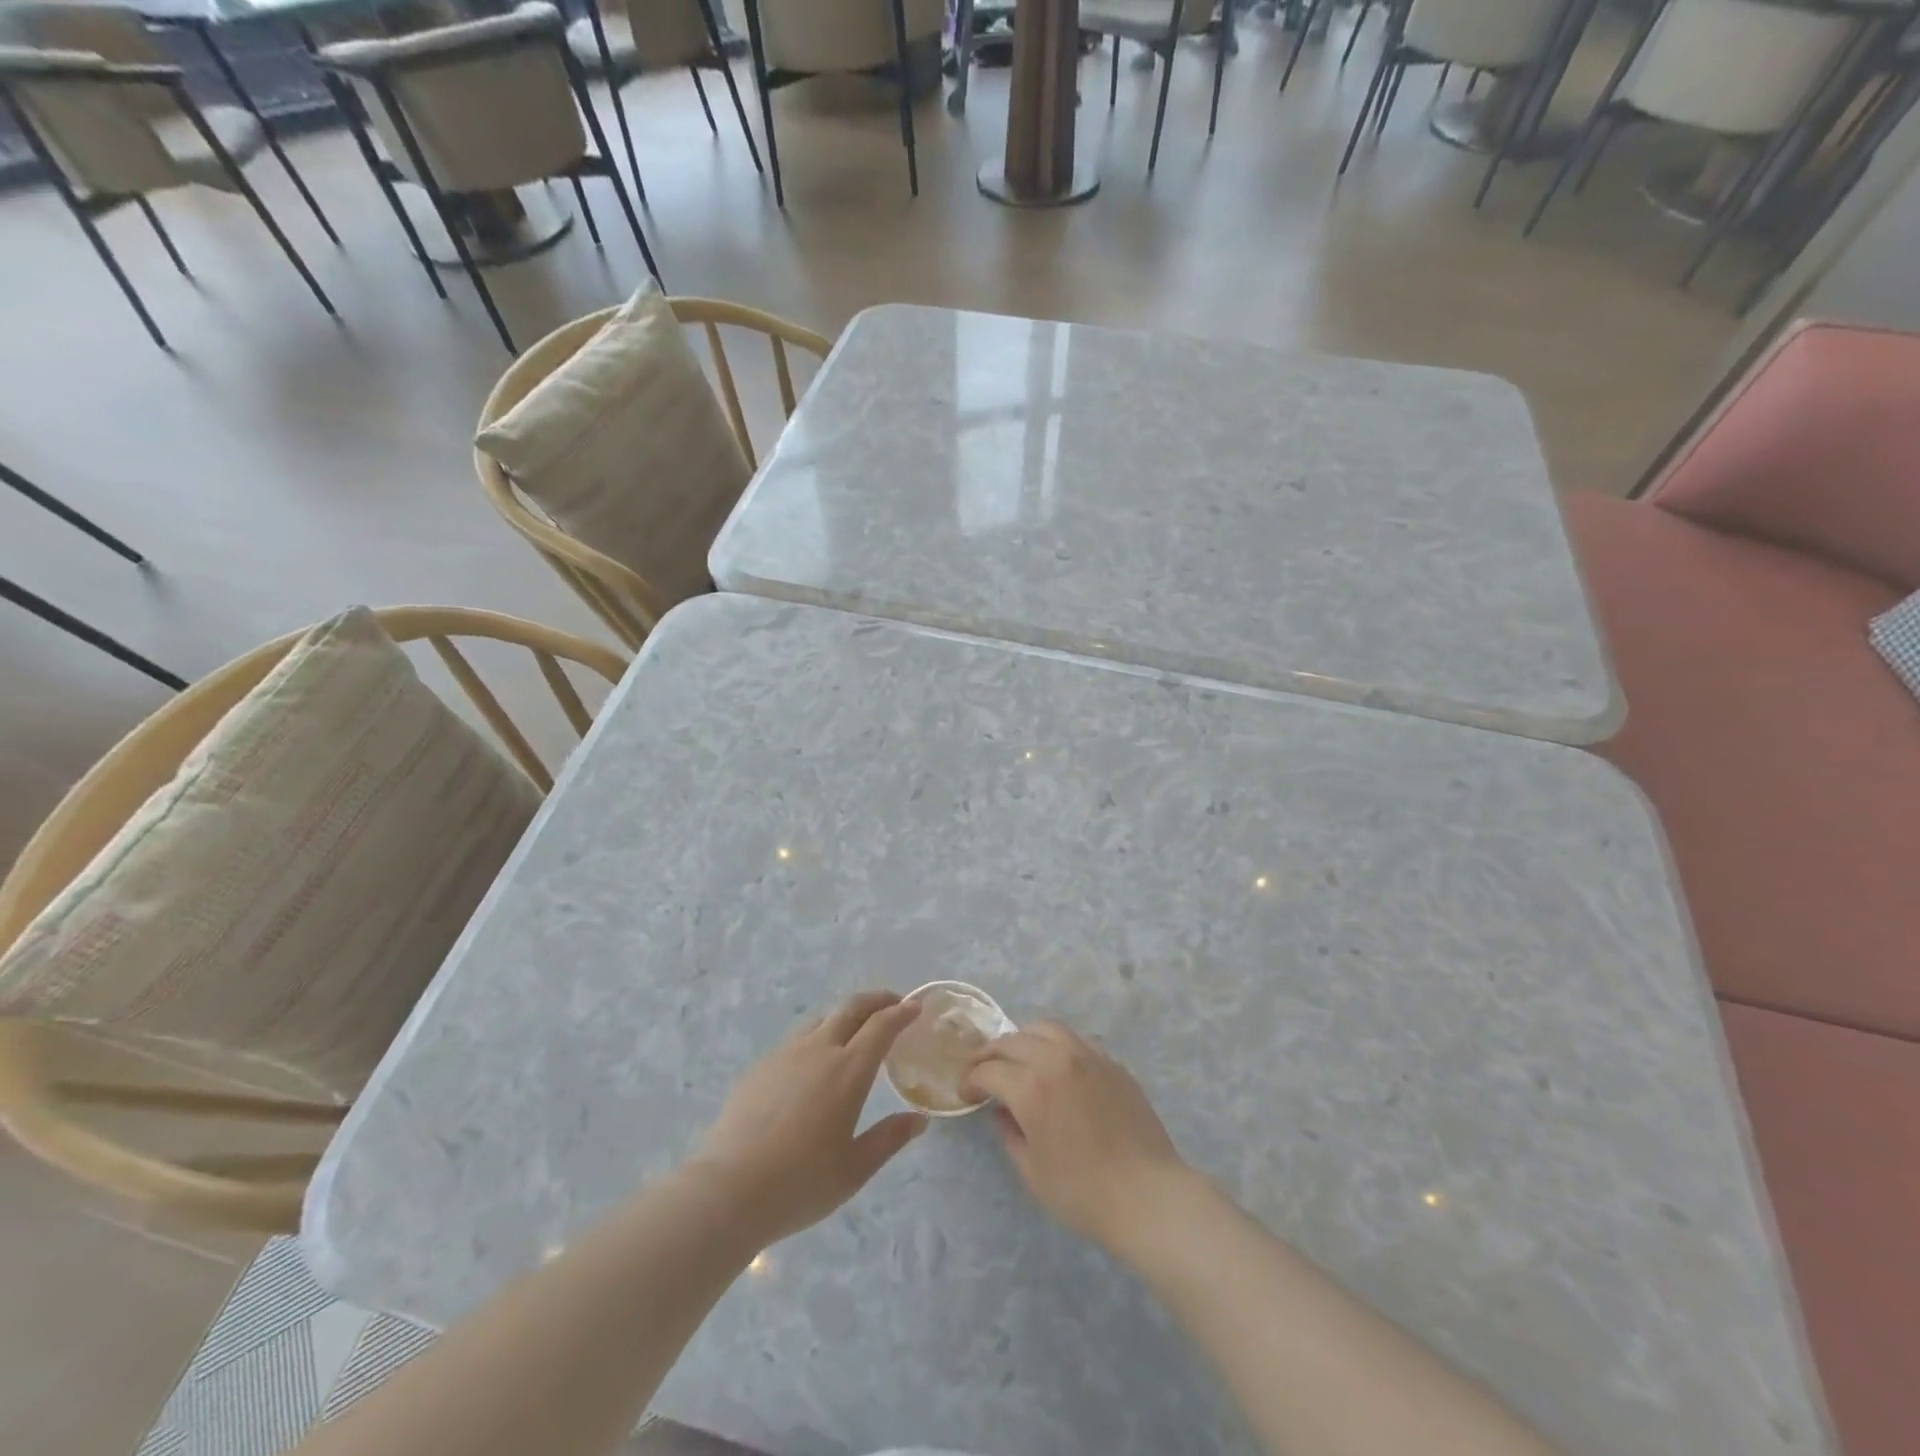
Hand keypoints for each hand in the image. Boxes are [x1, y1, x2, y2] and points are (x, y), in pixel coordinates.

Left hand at [692, 991, 926, 1245]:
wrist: (728, 1190)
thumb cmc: (800, 1184)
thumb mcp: (855, 1169)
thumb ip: (889, 1138)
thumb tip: (919, 1119)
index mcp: (848, 1071)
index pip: (882, 1025)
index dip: (901, 1012)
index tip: (915, 1007)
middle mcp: (819, 1050)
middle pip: (851, 1007)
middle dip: (876, 999)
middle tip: (892, 1003)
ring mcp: (785, 1054)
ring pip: (821, 1019)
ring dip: (845, 1016)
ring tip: (854, 1031)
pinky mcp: (760, 1066)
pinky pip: (796, 1040)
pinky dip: (817, 1038)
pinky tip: (812, 1064)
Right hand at [962, 1022, 1190, 1253]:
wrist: (1146, 1194)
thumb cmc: (1083, 1192)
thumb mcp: (1032, 1171)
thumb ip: (1010, 1133)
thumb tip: (1002, 1111)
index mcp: (1031, 1087)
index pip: (989, 1070)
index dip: (972, 1080)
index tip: (968, 1093)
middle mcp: (1056, 1060)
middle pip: (1013, 1040)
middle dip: (992, 1054)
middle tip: (984, 1070)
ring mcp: (1087, 1056)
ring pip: (1046, 1028)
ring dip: (1024, 1038)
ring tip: (1019, 1057)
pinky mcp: (1111, 1062)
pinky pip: (1075, 1039)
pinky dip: (1056, 1044)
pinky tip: (1056, 1064)